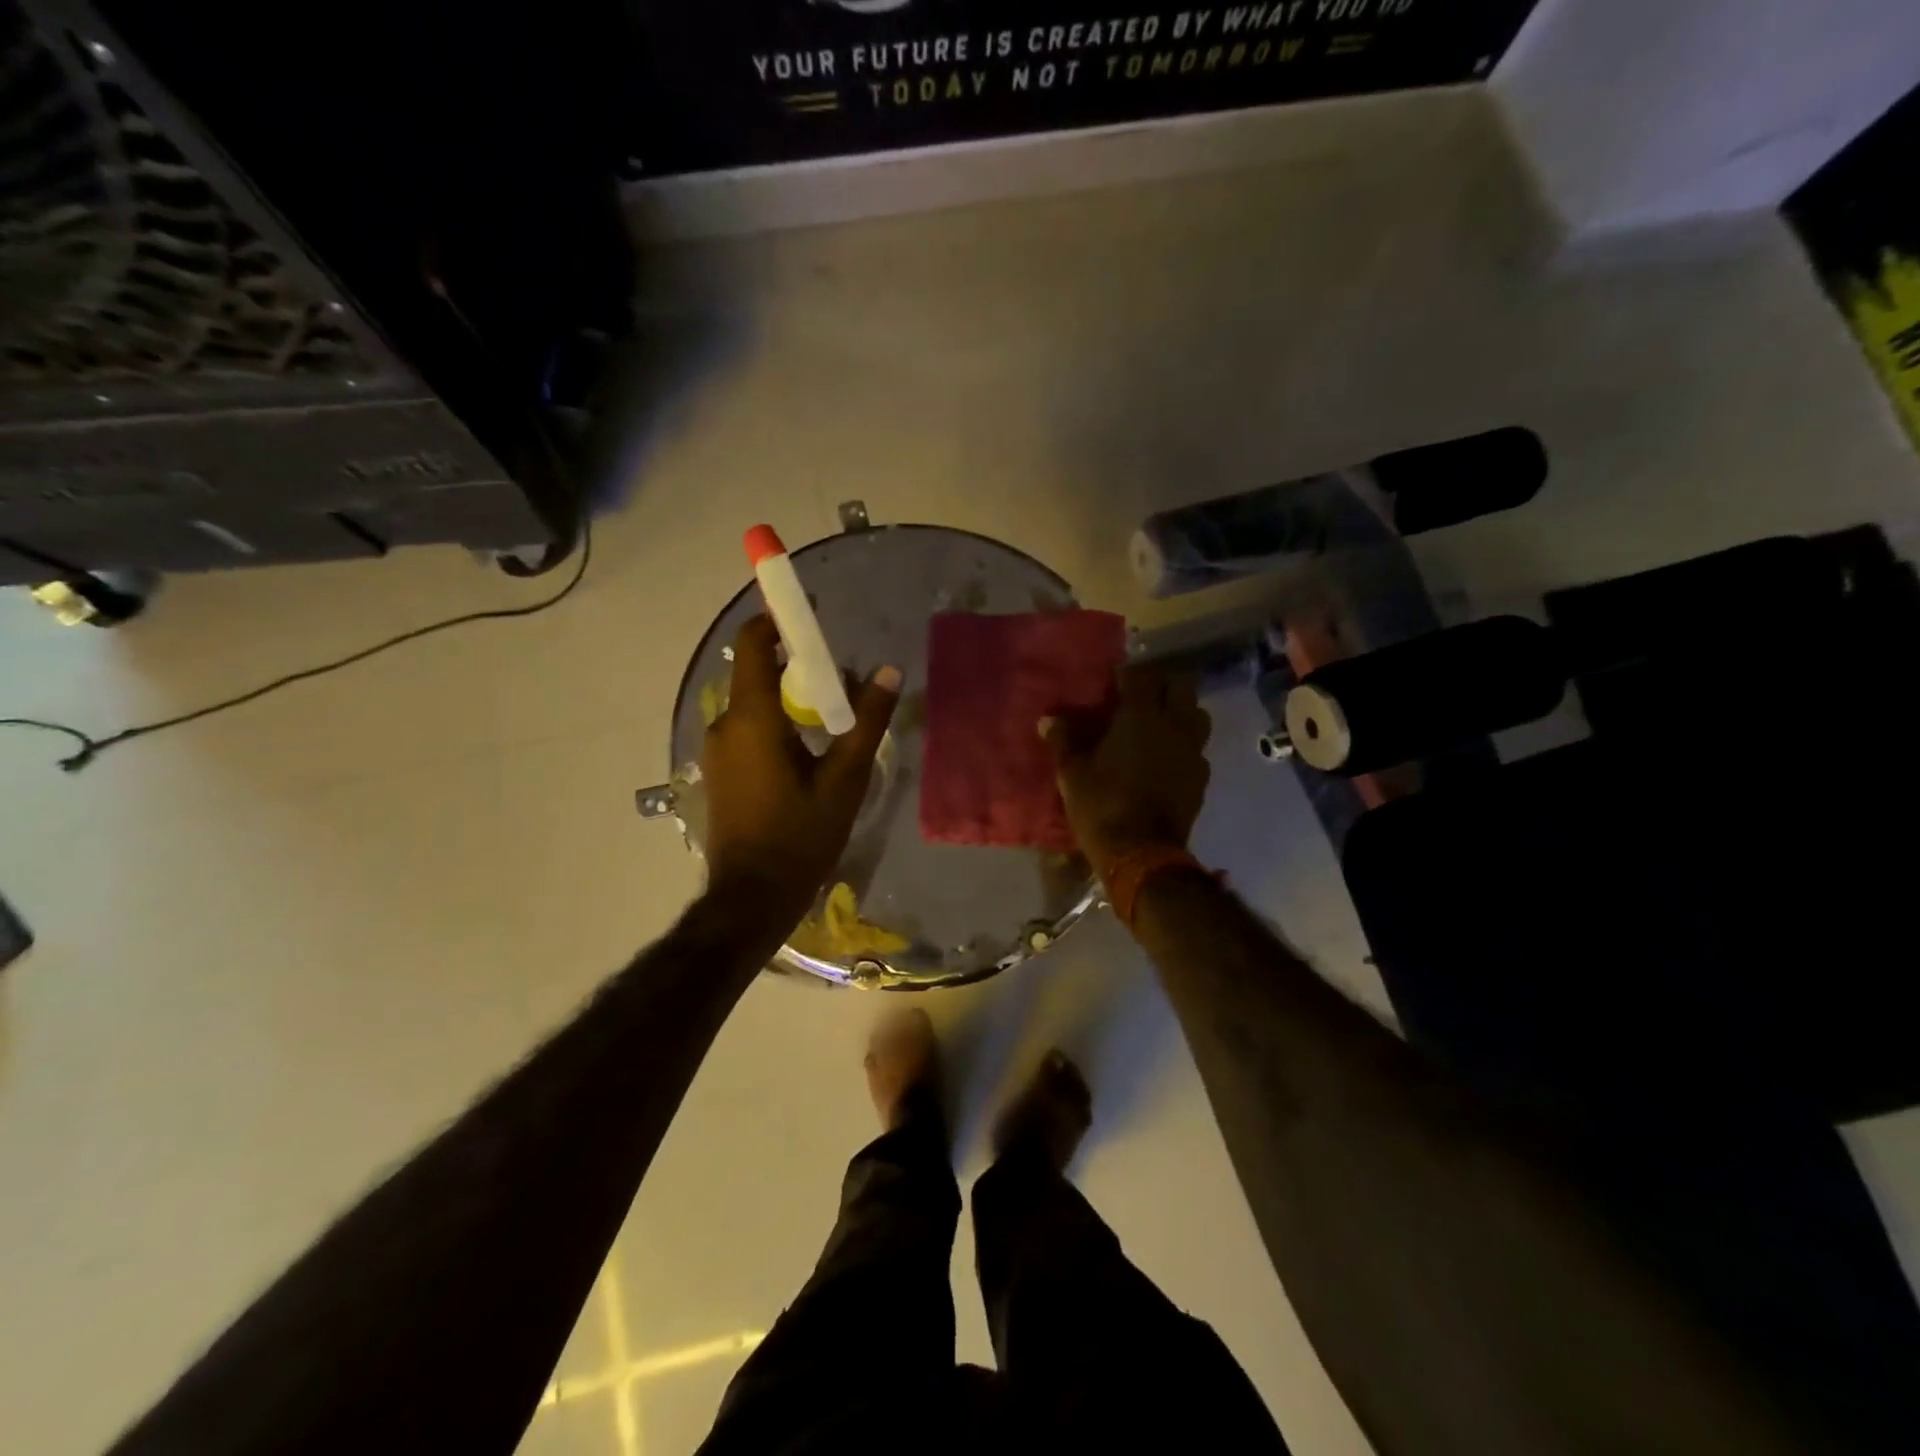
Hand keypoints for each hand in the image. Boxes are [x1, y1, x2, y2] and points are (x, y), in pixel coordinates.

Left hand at [702, 615, 900, 930]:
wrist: (752, 897)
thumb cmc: (800, 836)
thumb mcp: (844, 779)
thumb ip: (867, 722)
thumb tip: (888, 672)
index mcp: (753, 718)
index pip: (754, 644)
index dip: (778, 619)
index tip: (809, 611)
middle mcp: (726, 724)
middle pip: (758, 674)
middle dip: (797, 666)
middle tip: (840, 679)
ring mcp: (717, 750)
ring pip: (754, 704)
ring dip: (789, 699)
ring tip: (833, 718)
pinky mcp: (719, 771)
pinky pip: (748, 729)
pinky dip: (776, 723)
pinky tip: (808, 750)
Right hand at [1041, 666, 1210, 872]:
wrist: (1142, 853)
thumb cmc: (1102, 805)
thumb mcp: (1072, 773)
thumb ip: (1063, 740)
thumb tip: (1049, 719)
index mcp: (1141, 717)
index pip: (1141, 677)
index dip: (1127, 674)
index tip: (1113, 680)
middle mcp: (1174, 726)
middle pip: (1181, 687)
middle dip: (1163, 685)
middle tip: (1140, 697)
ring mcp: (1193, 752)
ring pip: (1197, 715)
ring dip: (1181, 712)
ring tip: (1159, 724)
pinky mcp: (1201, 778)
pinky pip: (1197, 749)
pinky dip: (1184, 746)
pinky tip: (1167, 759)